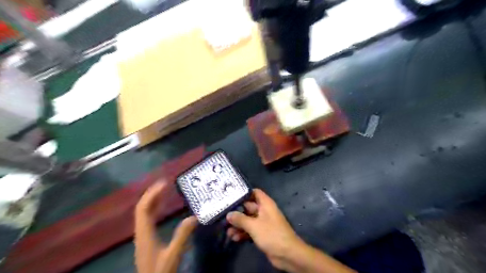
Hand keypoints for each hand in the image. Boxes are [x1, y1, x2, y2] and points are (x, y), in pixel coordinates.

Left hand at [134, 181, 196, 272]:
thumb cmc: (160, 272)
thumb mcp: (173, 254)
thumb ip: (183, 235)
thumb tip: (195, 217)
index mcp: (145, 234)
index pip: (143, 209)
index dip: (152, 194)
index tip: (164, 183)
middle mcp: (141, 232)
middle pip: (142, 208)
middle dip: (152, 194)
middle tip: (165, 183)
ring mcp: (143, 236)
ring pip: (144, 213)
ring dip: (153, 200)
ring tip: (164, 190)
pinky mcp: (147, 239)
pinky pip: (148, 219)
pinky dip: (154, 209)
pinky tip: (162, 208)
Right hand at [225, 189, 302, 269]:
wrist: (287, 254)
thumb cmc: (271, 234)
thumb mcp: (254, 225)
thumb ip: (240, 219)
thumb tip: (228, 214)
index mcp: (265, 204)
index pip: (254, 192)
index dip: (244, 193)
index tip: (231, 195)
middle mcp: (264, 211)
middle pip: (249, 207)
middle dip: (237, 212)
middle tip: (223, 215)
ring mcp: (263, 223)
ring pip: (248, 220)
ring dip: (238, 225)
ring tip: (227, 231)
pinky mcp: (262, 234)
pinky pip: (251, 230)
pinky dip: (243, 233)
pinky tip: (234, 238)